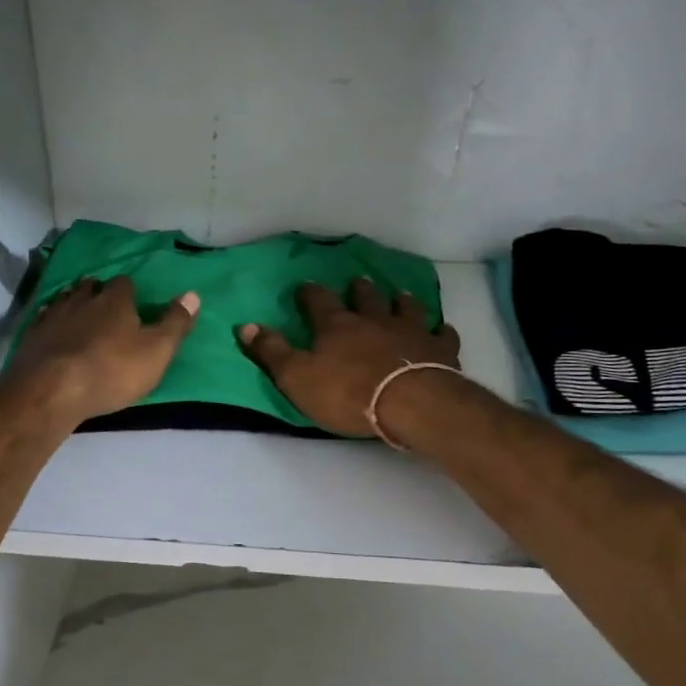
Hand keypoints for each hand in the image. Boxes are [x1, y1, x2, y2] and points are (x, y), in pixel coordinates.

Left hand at [6, 276, 199, 427]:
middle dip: (98, 293)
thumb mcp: (156, 351)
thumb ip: (175, 323)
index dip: (130, 292)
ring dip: (73, 305)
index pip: (125, 283)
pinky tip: (53, 336)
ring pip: (65, 299)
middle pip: (91, 286)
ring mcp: (52, 315)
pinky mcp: (30, 335)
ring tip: (80, 319)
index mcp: (115, 299)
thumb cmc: (112, 370)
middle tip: (106, 309)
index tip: (134, 305)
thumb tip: (193, 294)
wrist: (51, 390)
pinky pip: (43, 320)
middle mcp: (82, 298)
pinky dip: (51, 324)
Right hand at [238, 279, 460, 438]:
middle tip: (358, 282)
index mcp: (336, 325)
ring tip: (399, 296)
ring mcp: (410, 331)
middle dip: (359, 290)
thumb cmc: (347, 392)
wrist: (410, 403)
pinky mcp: (439, 350)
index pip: (318, 301)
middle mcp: (373, 320)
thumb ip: (271, 351)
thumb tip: (244, 326)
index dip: (309, 293)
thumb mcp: (296, 376)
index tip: (304, 288)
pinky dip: (440, 331)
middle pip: (366, 298)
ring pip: (405, 308)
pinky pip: (442, 335)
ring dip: (400, 302)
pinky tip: (442, 330)